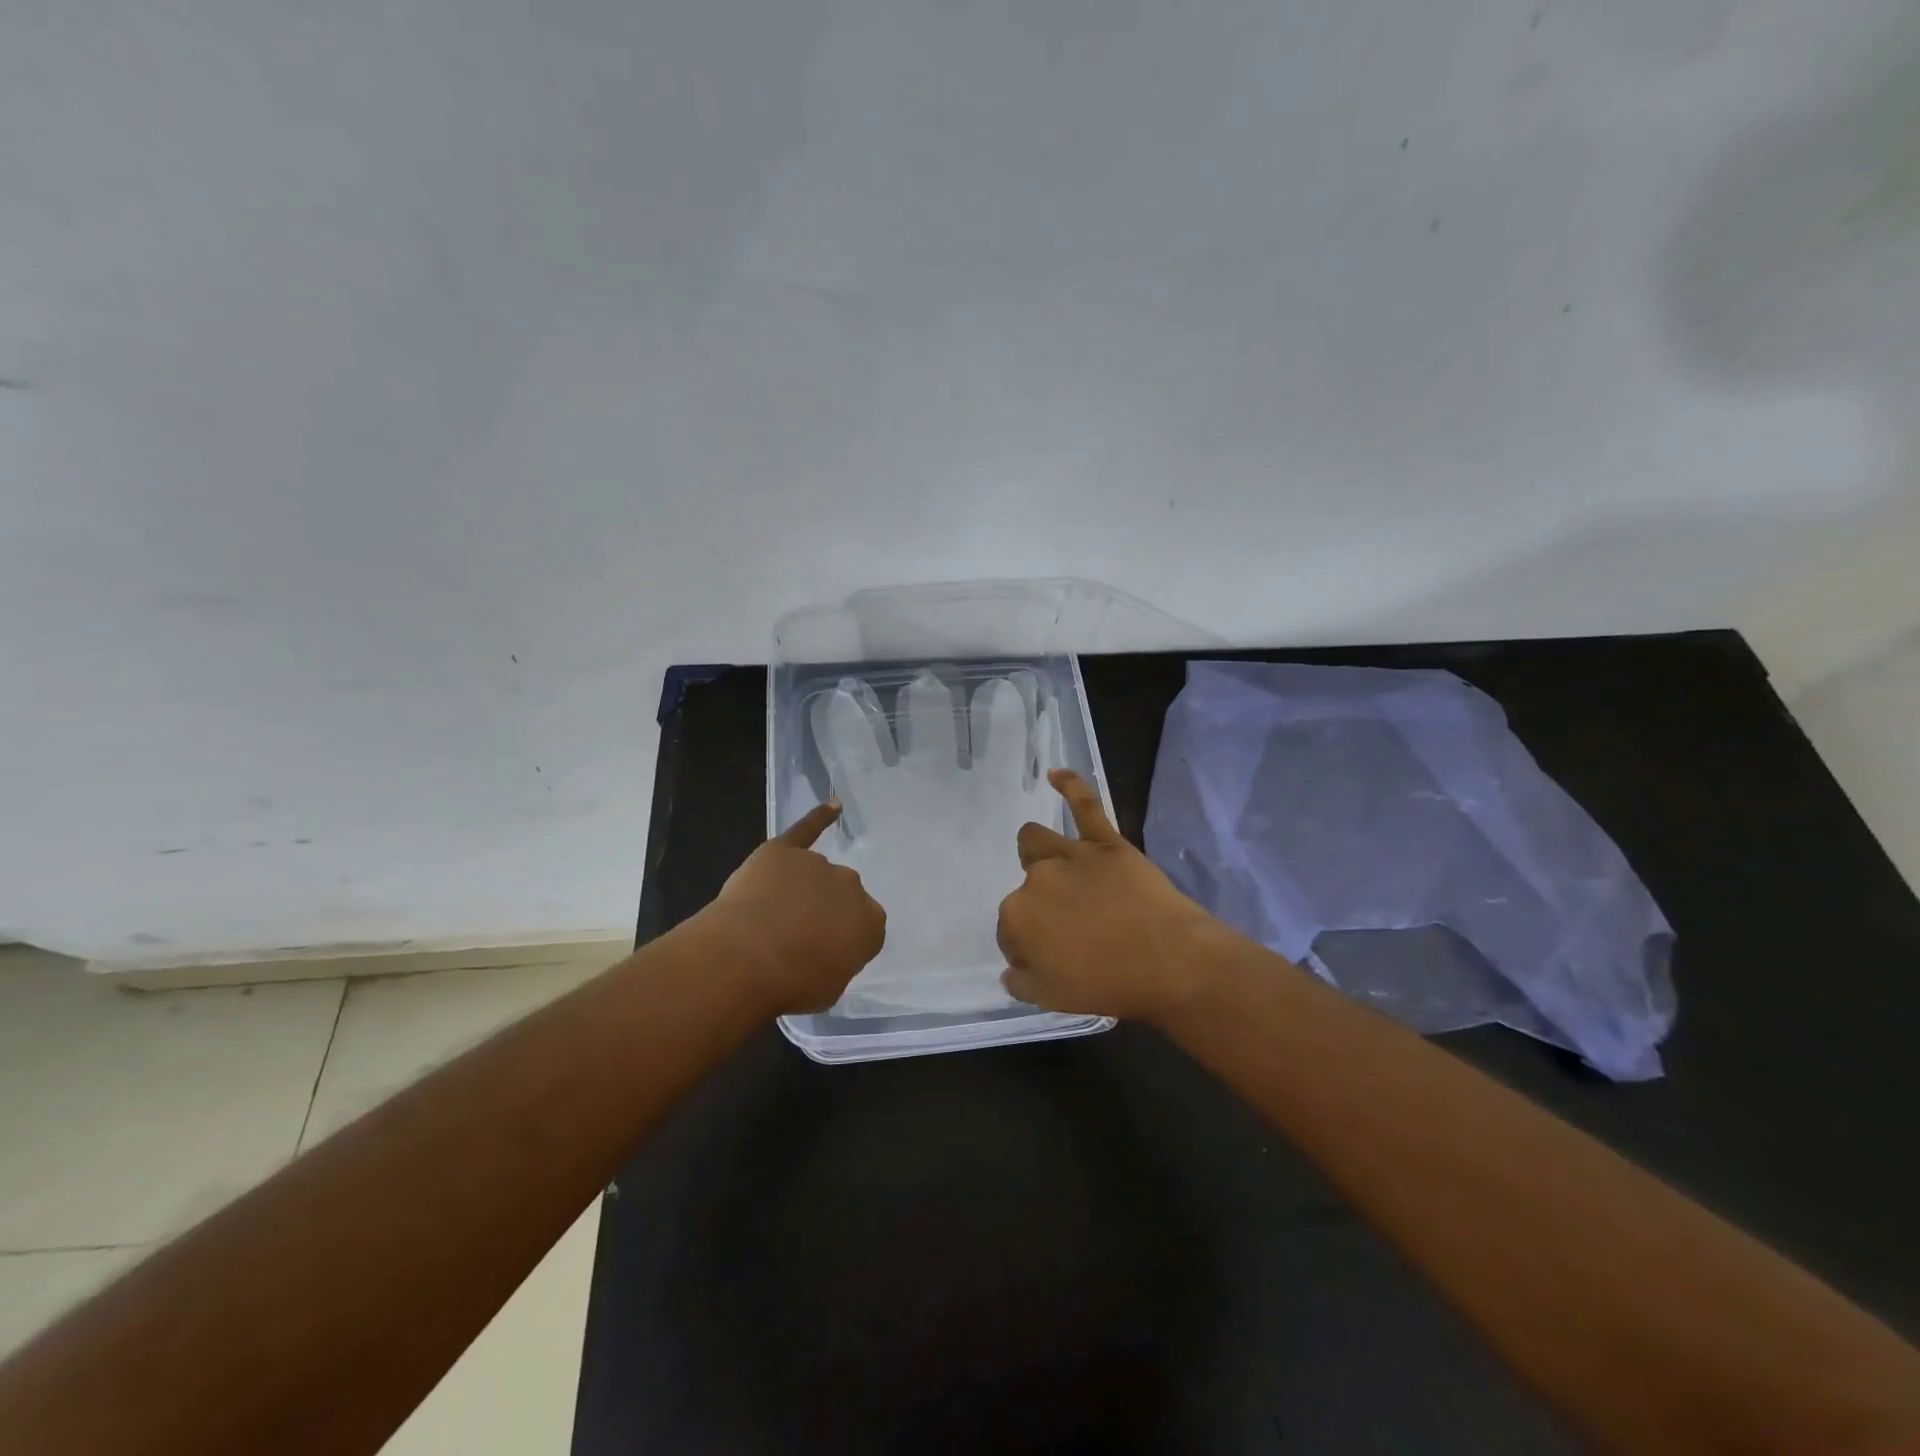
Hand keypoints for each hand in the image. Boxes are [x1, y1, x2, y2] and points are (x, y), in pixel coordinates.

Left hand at [701, 802, 886, 1013]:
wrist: (747, 957)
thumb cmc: (792, 984)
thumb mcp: (829, 989)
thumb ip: (837, 962)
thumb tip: (826, 951)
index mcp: (871, 922)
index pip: (864, 928)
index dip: (841, 941)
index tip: (822, 955)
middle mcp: (851, 886)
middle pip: (841, 896)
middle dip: (824, 912)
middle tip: (797, 938)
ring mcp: (818, 864)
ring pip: (815, 874)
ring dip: (802, 891)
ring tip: (771, 918)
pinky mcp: (785, 850)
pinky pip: (807, 829)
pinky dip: (820, 817)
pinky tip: (834, 807)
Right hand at [997, 770, 1223, 1023]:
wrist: (1170, 963)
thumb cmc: (1109, 985)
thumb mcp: (1051, 1000)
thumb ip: (1021, 982)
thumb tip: (1009, 970)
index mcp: (1017, 918)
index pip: (1009, 930)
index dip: (1026, 946)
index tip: (1050, 960)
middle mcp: (1035, 879)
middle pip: (1024, 890)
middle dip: (1038, 908)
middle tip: (1069, 932)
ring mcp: (1070, 855)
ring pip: (1036, 842)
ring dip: (1036, 853)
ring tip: (1052, 867)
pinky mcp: (1105, 842)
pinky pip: (1085, 806)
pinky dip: (1070, 786)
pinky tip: (1056, 774)